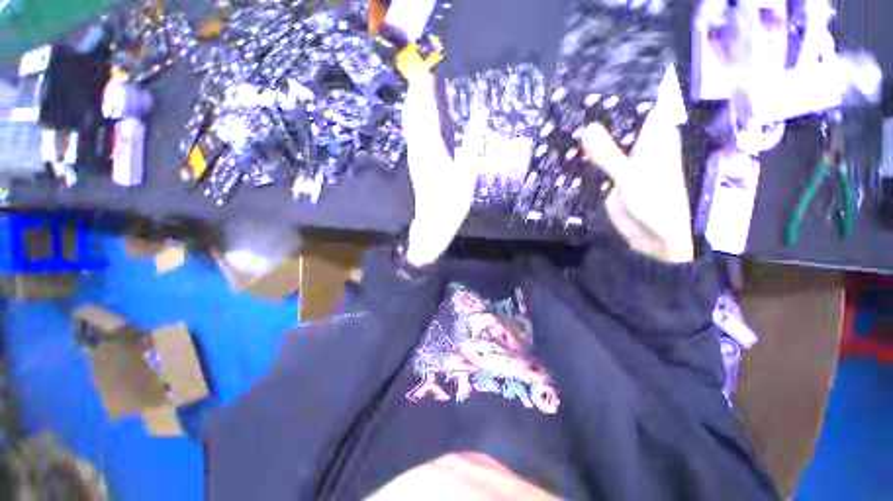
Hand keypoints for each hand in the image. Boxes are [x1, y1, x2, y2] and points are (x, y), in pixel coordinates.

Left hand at [401, 70, 481, 266]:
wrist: (434, 222)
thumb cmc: (452, 201)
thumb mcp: (467, 172)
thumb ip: (473, 142)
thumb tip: (481, 114)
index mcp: (430, 146)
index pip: (426, 109)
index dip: (425, 88)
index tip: (427, 68)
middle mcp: (418, 147)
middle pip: (414, 113)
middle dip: (417, 92)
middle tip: (423, 73)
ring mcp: (415, 155)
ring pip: (411, 123)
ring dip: (414, 104)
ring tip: (420, 89)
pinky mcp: (416, 163)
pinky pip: (413, 133)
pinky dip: (415, 120)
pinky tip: (420, 118)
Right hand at [578, 71, 693, 262]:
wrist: (654, 236)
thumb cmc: (654, 202)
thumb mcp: (630, 175)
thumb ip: (607, 152)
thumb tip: (587, 127)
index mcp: (655, 137)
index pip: (645, 104)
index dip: (629, 89)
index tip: (604, 77)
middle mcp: (640, 144)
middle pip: (621, 122)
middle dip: (601, 113)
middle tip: (573, 100)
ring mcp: (625, 162)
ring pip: (607, 143)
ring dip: (590, 137)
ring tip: (565, 121)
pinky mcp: (613, 178)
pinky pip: (598, 163)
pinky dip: (585, 158)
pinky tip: (568, 151)